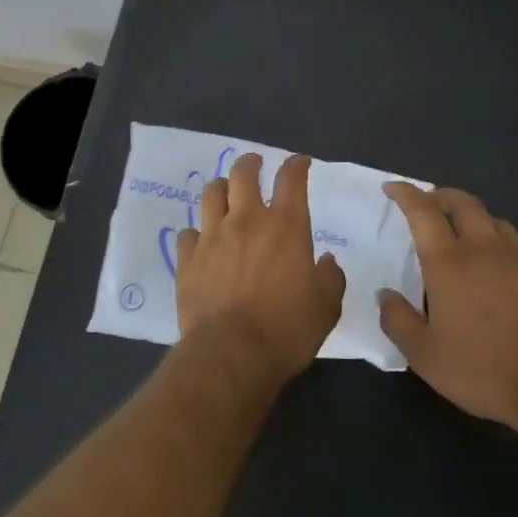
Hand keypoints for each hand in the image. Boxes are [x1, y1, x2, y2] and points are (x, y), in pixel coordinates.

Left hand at [176, 154, 346, 382]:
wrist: (231, 353)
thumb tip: (325, 262)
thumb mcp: (326, 308)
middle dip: (250, 163)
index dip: (296, 165)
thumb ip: (330, 278)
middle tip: (254, 164)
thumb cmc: (286, 330)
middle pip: (243, 174)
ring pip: (211, 194)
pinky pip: (188, 233)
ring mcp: (212, 236)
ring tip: (225, 192)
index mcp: (286, 226)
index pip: (291, 179)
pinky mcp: (187, 258)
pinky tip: (201, 241)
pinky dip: (197, 232)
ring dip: (221, 188)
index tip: (299, 163)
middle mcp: (246, 221)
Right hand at [378, 183, 517, 427]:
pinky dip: (500, 245)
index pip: (423, 211)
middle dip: (441, 195)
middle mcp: (484, 249)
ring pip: (493, 220)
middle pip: (463, 202)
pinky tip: (500, 268)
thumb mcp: (424, 355)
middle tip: (429, 202)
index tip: (392, 187)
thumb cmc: (483, 369)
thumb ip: (397, 320)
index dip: (406, 194)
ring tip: (464, 232)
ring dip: (473, 217)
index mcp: (448, 262)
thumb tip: (385, 294)